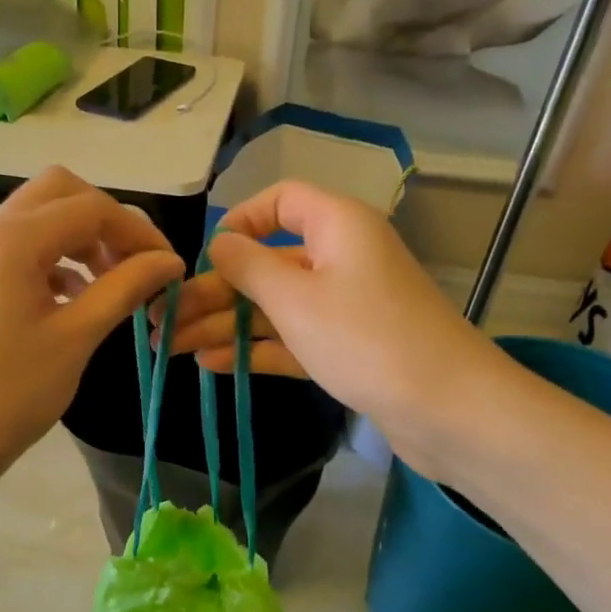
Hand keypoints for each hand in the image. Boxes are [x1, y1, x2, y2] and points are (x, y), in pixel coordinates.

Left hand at [0, 167, 182, 486]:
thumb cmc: (9, 393)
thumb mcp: (76, 338)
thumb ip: (124, 288)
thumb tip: (170, 260)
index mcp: (15, 240)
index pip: (91, 207)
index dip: (138, 232)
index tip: (170, 268)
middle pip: (61, 193)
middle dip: (106, 220)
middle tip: (135, 264)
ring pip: (42, 219)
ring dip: (83, 239)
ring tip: (114, 283)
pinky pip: (27, 250)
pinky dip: (60, 261)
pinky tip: (79, 299)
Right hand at [163, 181, 509, 477]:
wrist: (447, 409)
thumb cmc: (366, 338)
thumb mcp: (295, 298)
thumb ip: (248, 267)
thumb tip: (219, 242)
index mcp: (337, 225)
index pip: (280, 202)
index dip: (238, 222)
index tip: (201, 256)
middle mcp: (341, 258)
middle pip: (266, 264)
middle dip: (213, 293)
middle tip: (163, 323)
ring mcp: (345, 306)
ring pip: (275, 306)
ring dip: (225, 325)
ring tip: (172, 350)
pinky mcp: (348, 348)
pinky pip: (292, 339)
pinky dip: (255, 349)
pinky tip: (212, 364)